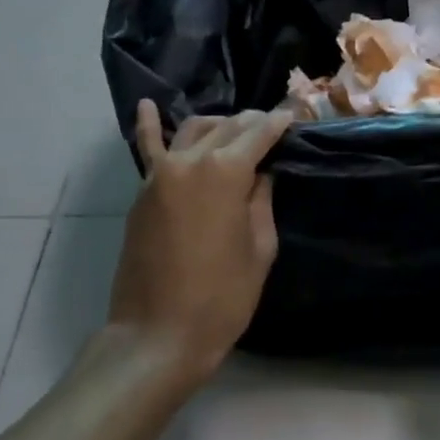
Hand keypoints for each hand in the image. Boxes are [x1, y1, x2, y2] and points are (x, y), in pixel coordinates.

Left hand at [108, 103, 291, 383]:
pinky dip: (148, 125)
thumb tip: (261, 174)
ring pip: (192, 130)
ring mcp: (160, 174)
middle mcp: (190, 162)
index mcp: (226, 173)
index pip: (259, 133)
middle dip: (253, 122)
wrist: (158, 333)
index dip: (280, 122)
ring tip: (236, 130)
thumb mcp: (259, 249)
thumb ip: (261, 202)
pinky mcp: (142, 193)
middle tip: (273, 125)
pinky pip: (148, 149)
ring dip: (218, 125)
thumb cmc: (222, 298)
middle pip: (227, 128)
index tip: (296, 113)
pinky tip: (148, 106)